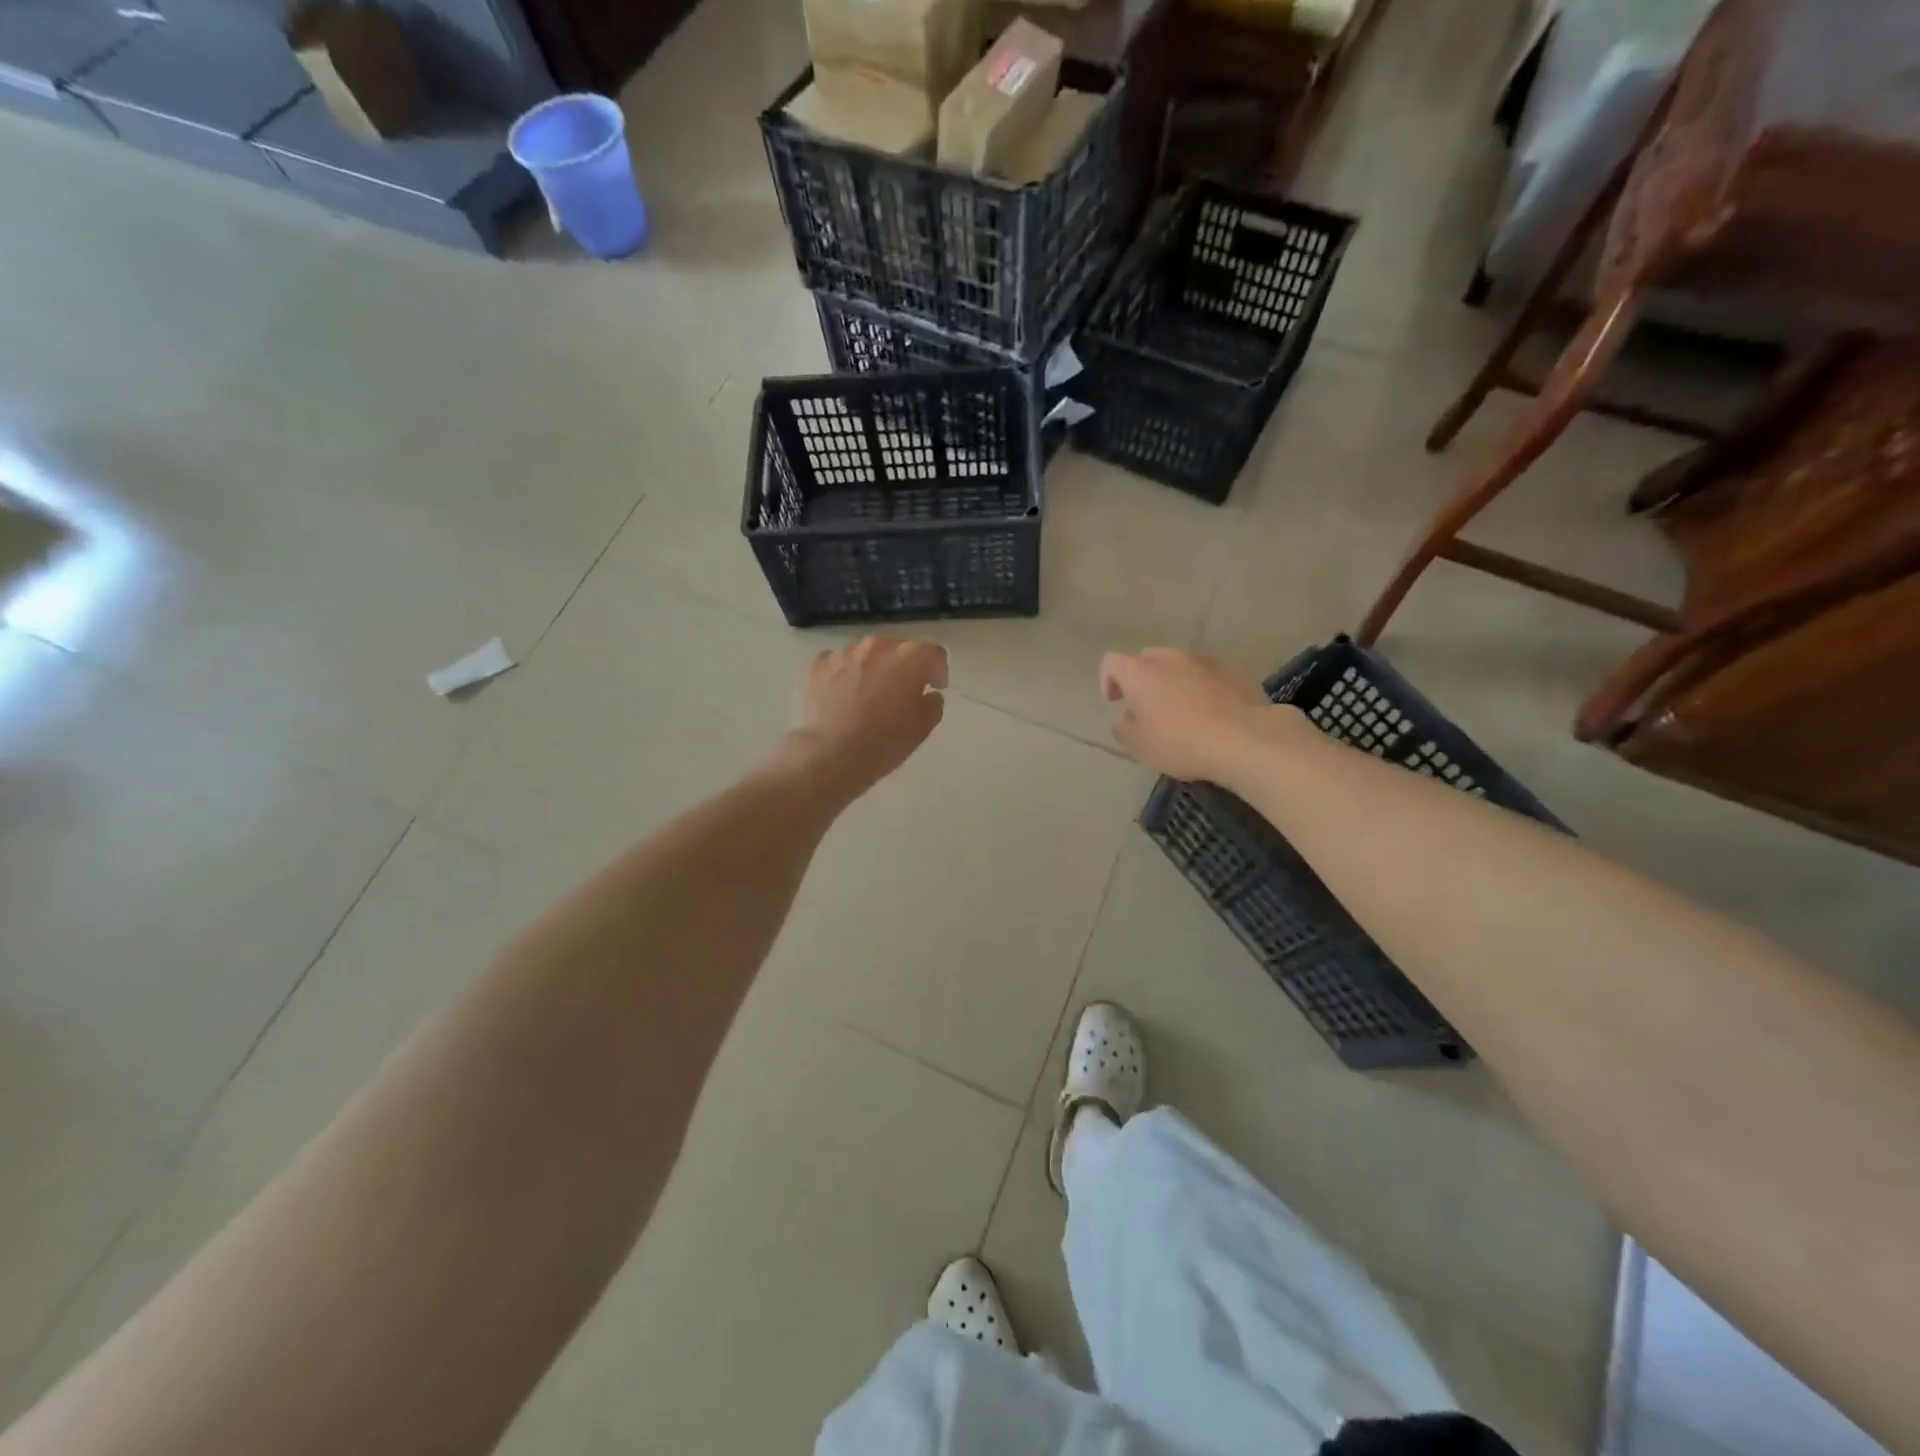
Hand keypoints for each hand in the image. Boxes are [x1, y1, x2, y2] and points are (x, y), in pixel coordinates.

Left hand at [783, 637, 948, 798]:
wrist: (829, 755)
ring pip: (864, 655)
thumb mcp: (921, 729)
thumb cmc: (883, 743)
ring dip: (871, 669)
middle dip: (902, 667)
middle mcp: (876, 646)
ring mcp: (842, 653)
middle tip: (900, 693)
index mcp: (909, 657)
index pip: (933, 654)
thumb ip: (932, 705)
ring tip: (866, 696)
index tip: (935, 687)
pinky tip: (839, 698)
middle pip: (897, 649)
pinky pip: (835, 664)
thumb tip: (929, 695)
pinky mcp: (815, 665)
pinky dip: (841, 676)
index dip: (937, 670)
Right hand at [1100, 648, 1279, 784]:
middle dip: (1142, 678)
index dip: (1108, 680)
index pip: (1112, 663)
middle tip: (1147, 706)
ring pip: (1179, 664)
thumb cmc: (1181, 742)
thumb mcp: (1140, 746)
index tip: (1115, 701)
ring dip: (1173, 681)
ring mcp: (1204, 661)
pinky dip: (1201, 687)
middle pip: (1147, 659)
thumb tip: (1124, 718)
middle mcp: (1170, 658)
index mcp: (1140, 673)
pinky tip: (1210, 712)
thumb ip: (1123, 728)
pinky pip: (1207, 674)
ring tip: (1181, 710)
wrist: (1245, 739)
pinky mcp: (1233, 670)